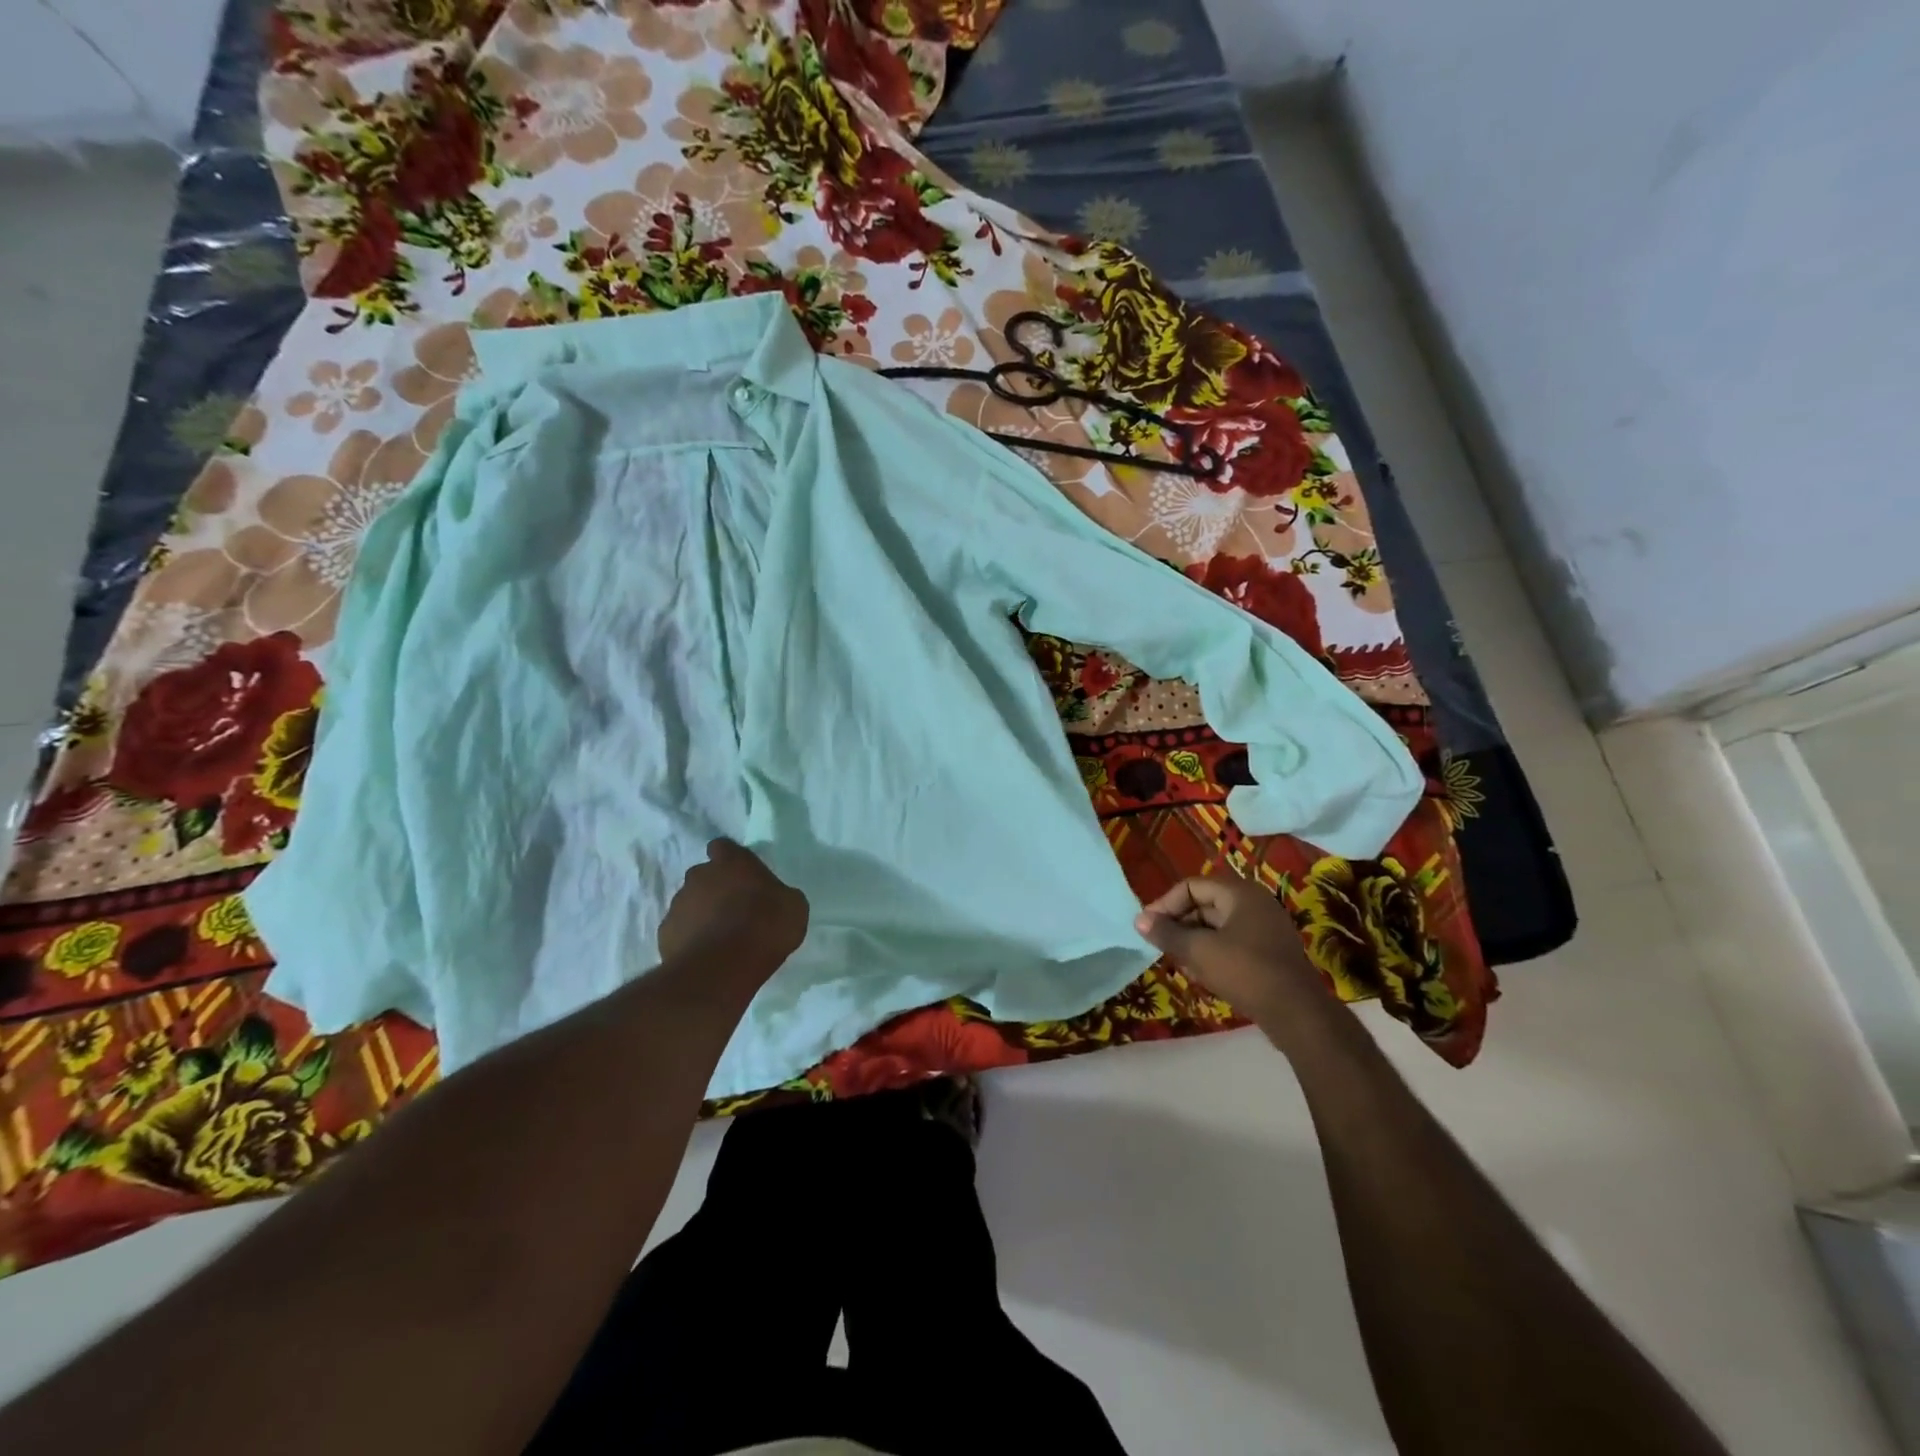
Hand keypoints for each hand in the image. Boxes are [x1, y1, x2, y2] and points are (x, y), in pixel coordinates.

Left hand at [659, 840, 808, 974]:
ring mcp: (678, 904)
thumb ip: (779, 894)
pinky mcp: (665, 934)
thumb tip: (775, 898)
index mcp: (732, 862)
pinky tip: (706, 954)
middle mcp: (699, 876)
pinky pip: (680, 930)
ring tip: (720, 937)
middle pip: (704, 875)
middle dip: (716, 888)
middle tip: (735, 910)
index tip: (742, 876)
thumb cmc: (765, 927)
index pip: (723, 847)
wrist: (722, 968)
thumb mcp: (793, 907)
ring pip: (690, 903)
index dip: (731, 860)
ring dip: (702, 914)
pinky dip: (690, 938)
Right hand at [1135, 873, 1330, 1033]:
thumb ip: (1166, 933)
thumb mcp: (1198, 951)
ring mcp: (1265, 930)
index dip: (1165, 904)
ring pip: (1217, 928)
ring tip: (1180, 965)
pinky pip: (1232, 945)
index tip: (1148, 928)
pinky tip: (1202, 977)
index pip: (1191, 886)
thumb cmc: (1245, 972)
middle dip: (1179, 926)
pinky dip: (1213, 955)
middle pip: (1204, 906)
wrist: (1298, 1015)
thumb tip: (1139, 920)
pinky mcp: (1269, 954)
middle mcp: (1255, 904)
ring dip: (1194, 943)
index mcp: (1240, 893)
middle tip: (1161, 947)